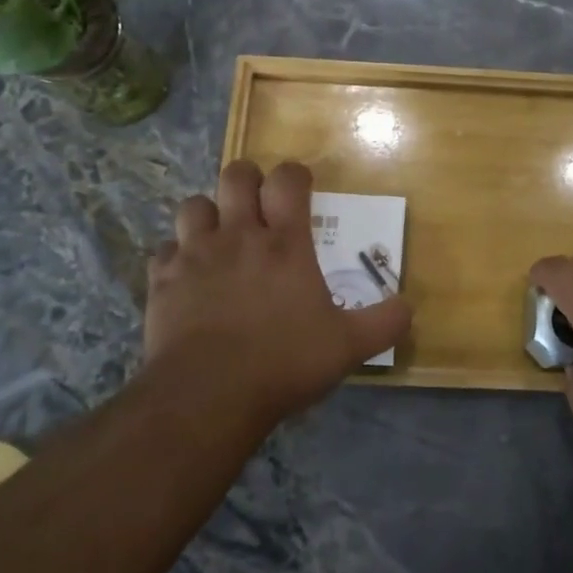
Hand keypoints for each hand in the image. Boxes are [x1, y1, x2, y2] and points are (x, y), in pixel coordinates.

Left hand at [146, 161, 411, 425]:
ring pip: (194, 205)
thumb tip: (410, 306)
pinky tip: (186, 277)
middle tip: (257, 205)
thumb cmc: (283, 363)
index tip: (300, 188)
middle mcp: (239, 236)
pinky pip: (165, 251)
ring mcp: (196, 255)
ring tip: (218, 236)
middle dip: (248, 181)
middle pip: (237, 176)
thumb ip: (383, 322)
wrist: (207, 397)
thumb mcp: (347, 347)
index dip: (294, 176)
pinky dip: (176, 257)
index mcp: (284, 243)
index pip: (288, 180)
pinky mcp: (163, 280)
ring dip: (207, 214)